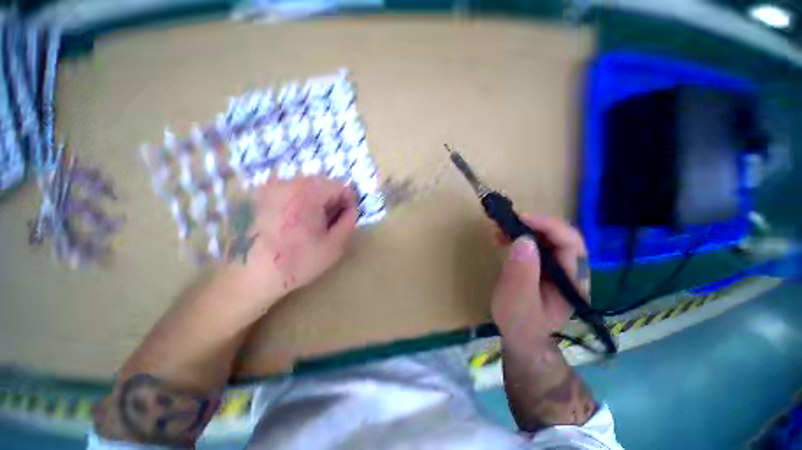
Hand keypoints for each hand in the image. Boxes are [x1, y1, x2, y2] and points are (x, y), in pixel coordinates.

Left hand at [220, 177, 358, 301]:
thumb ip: (349, 222)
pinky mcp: (259, 196)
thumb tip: (351, 209)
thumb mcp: (334, 245)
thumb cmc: (296, 262)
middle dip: (332, 203)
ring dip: (316, 203)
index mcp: (308, 193)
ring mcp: (270, 187)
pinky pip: (290, 193)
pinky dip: (299, 204)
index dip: (349, 204)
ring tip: (310, 227)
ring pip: (307, 188)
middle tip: (329, 225)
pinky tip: (293, 225)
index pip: (342, 186)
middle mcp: (288, 183)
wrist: (247, 277)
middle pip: (323, 185)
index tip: (344, 220)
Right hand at [491, 214, 588, 343]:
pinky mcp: (544, 266)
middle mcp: (571, 271)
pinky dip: (519, 237)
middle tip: (508, 222)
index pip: (571, 245)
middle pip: (561, 237)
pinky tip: (503, 240)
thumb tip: (524, 239)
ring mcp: (558, 268)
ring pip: (548, 238)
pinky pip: (536, 244)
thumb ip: (522, 272)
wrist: (520, 336)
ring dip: (524, 230)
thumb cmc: (519, 322)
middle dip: (535, 225)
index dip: (550, 226)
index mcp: (573, 282)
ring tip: (500, 232)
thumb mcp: (517, 300)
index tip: (522, 218)